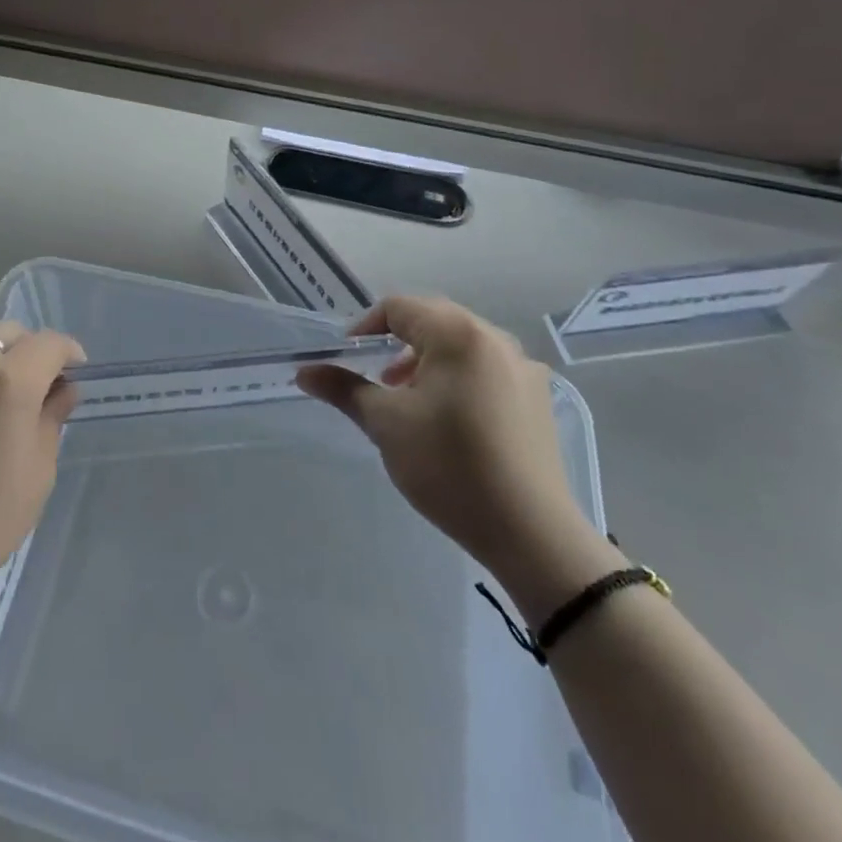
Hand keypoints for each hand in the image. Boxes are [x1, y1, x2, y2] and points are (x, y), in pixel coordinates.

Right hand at [298, 297, 615, 610]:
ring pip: (461, 344)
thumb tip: (304, 372)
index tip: (347, 357)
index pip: (399, 307)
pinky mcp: (538, 398)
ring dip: (427, 359)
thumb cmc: (450, 467)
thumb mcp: (386, 424)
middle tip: (377, 378)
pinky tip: (450, 418)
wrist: (532, 534)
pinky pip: (487, 368)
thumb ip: (344, 388)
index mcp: (458, 334)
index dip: (365, 326)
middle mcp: (495, 339)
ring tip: (409, 399)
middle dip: (397, 342)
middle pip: (433, 319)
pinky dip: (458, 377)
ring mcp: (523, 368)